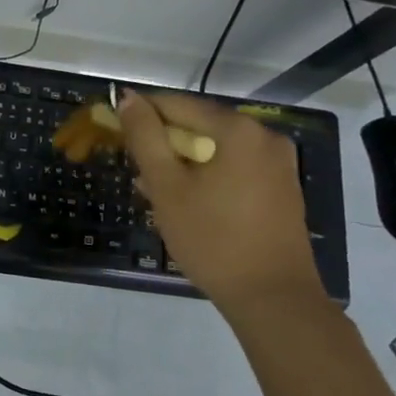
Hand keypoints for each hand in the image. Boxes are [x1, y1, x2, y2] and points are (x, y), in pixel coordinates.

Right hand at [117, 89, 323, 315]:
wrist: (272, 297)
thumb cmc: (212, 238)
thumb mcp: (167, 186)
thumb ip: (145, 137)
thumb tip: (129, 98)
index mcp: (238, 129)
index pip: (177, 104)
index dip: (142, 114)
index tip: (114, 130)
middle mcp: (265, 136)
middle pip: (199, 125)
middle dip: (164, 143)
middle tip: (135, 170)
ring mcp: (278, 163)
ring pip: (216, 148)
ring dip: (183, 162)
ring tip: (154, 190)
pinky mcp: (281, 187)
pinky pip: (235, 166)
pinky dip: (207, 175)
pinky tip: (186, 201)